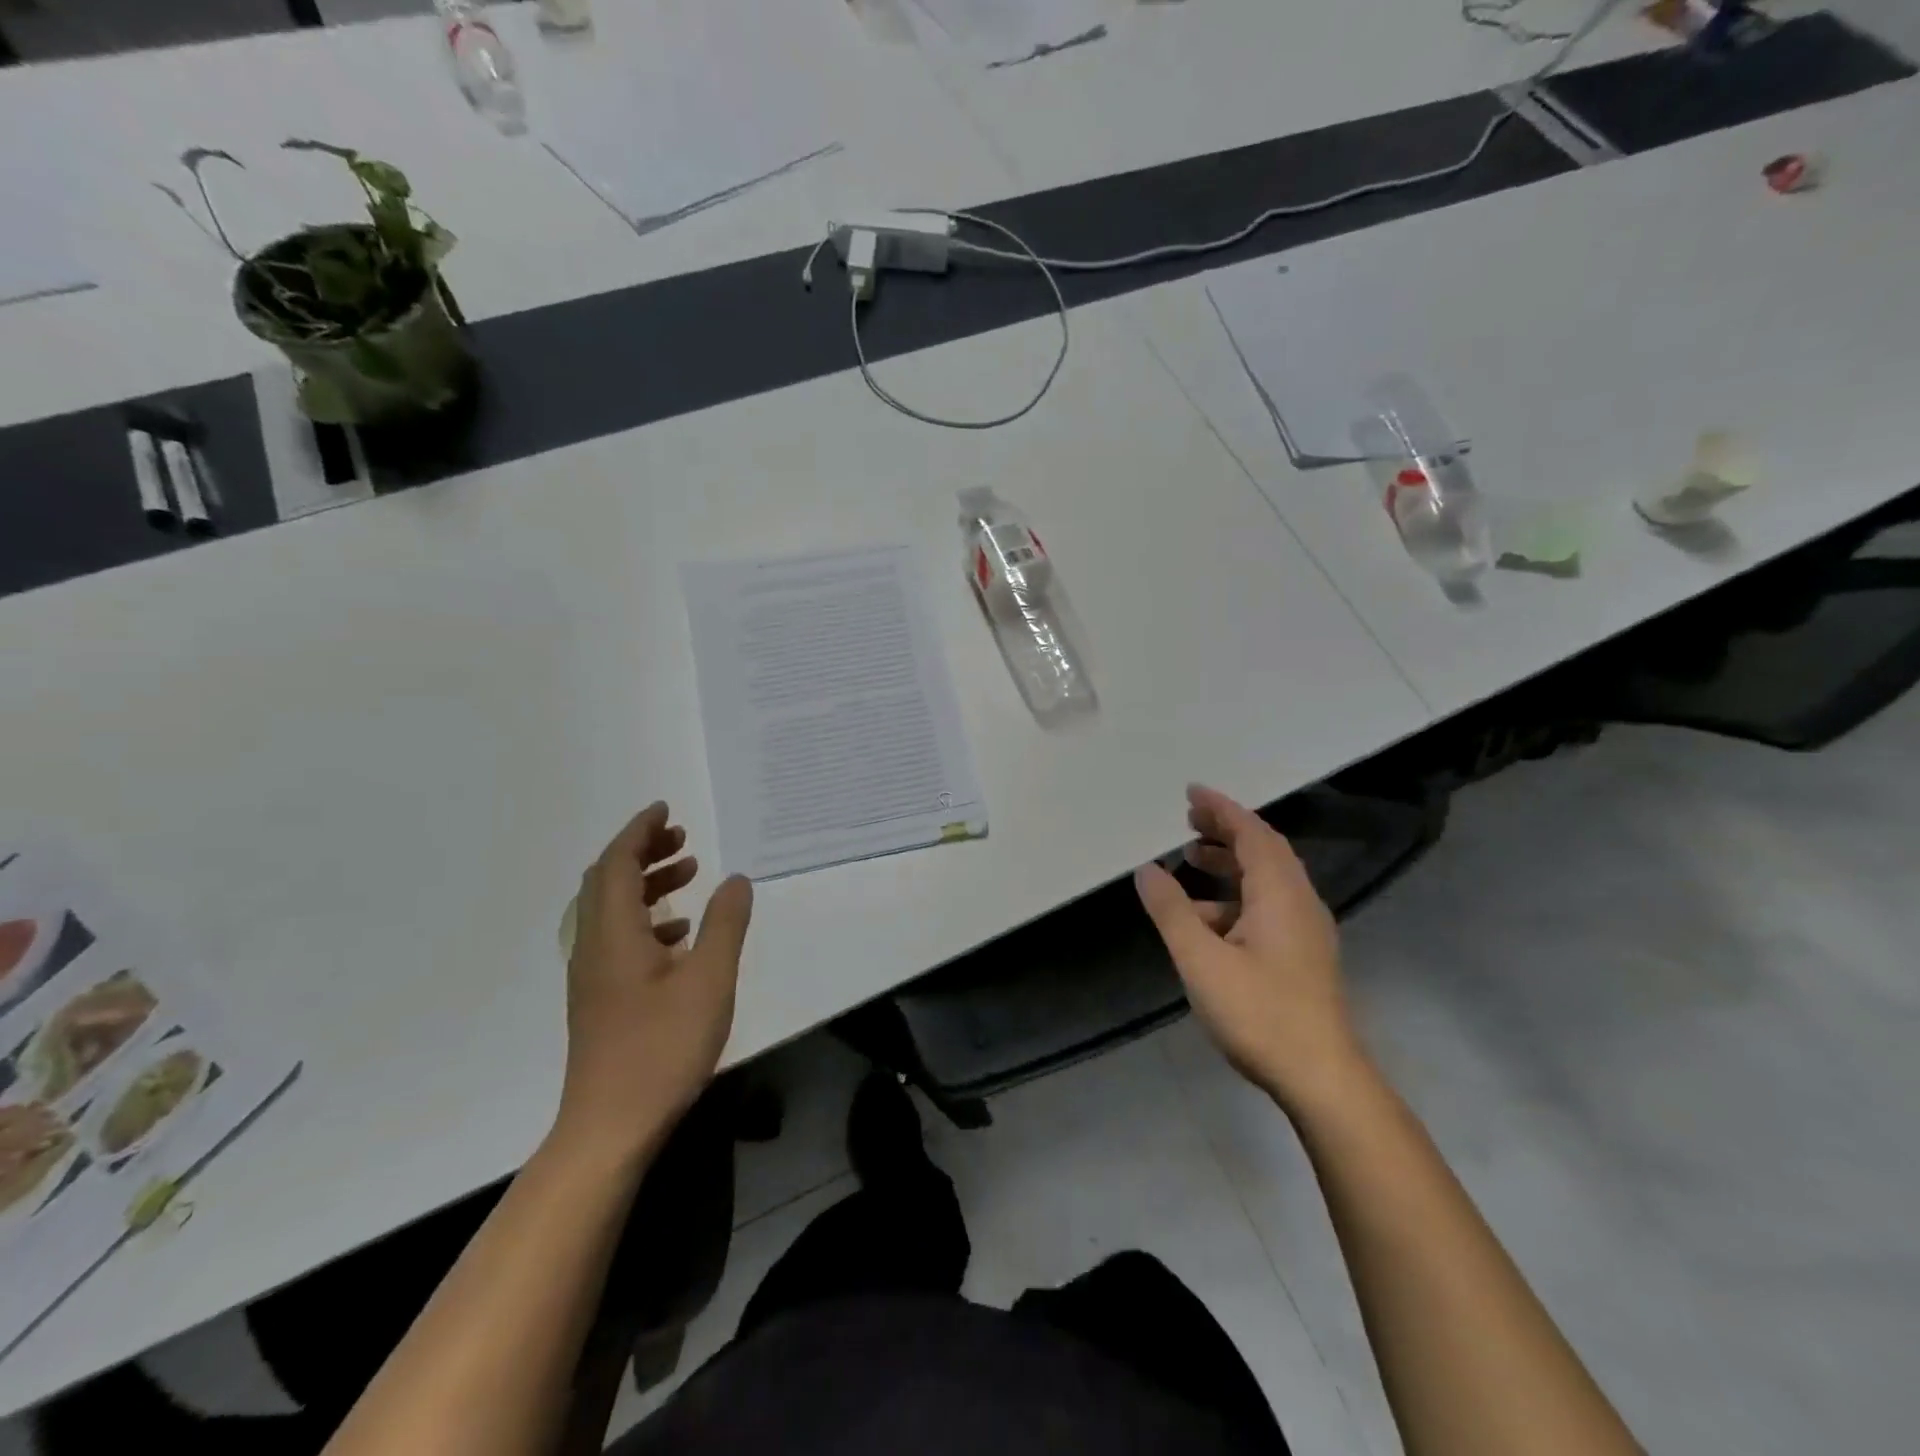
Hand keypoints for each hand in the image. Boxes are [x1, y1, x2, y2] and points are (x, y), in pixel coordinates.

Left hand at [556, 802, 752, 1159]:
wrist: (610, 1127)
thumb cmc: (662, 1048)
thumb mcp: (709, 980)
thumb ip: (725, 924)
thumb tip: (735, 879)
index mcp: (614, 933)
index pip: (618, 863)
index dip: (639, 830)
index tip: (666, 809)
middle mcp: (594, 946)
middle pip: (608, 880)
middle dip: (642, 851)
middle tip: (682, 838)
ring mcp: (593, 975)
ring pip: (612, 909)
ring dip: (647, 883)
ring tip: (689, 874)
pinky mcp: (600, 998)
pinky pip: (618, 937)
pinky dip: (647, 918)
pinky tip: (681, 934)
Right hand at [1134, 785, 1366, 1111]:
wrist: (1322, 1078)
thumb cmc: (1260, 1013)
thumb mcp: (1201, 959)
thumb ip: (1171, 910)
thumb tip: (1147, 869)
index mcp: (1280, 894)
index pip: (1252, 833)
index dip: (1222, 808)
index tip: (1192, 792)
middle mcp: (1300, 902)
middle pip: (1264, 850)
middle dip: (1226, 830)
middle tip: (1188, 820)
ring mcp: (1306, 931)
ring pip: (1267, 880)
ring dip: (1230, 863)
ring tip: (1192, 859)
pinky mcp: (1304, 955)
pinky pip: (1268, 905)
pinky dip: (1236, 896)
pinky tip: (1206, 919)